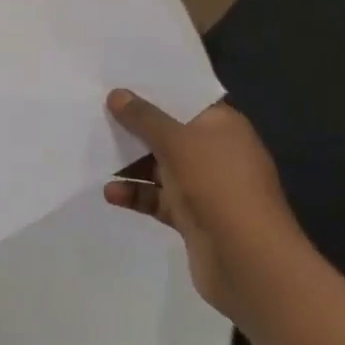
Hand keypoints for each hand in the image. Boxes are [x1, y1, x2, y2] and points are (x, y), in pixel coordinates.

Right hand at [104, 90, 306, 319]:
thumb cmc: (218, 185)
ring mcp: (205, 187)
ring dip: (131, 163)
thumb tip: (117, 94)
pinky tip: (110, 193)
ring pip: (161, 166)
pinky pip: (158, 199)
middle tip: (97, 111)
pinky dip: (137, 194)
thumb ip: (144, 118)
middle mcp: (216, 152)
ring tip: (95, 152)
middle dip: (136, 126)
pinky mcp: (192, 218)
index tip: (120, 80)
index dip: (155, 90)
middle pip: (170, 132)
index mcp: (223, 125)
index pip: (186, 99)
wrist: (249, 263)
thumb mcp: (177, 142)